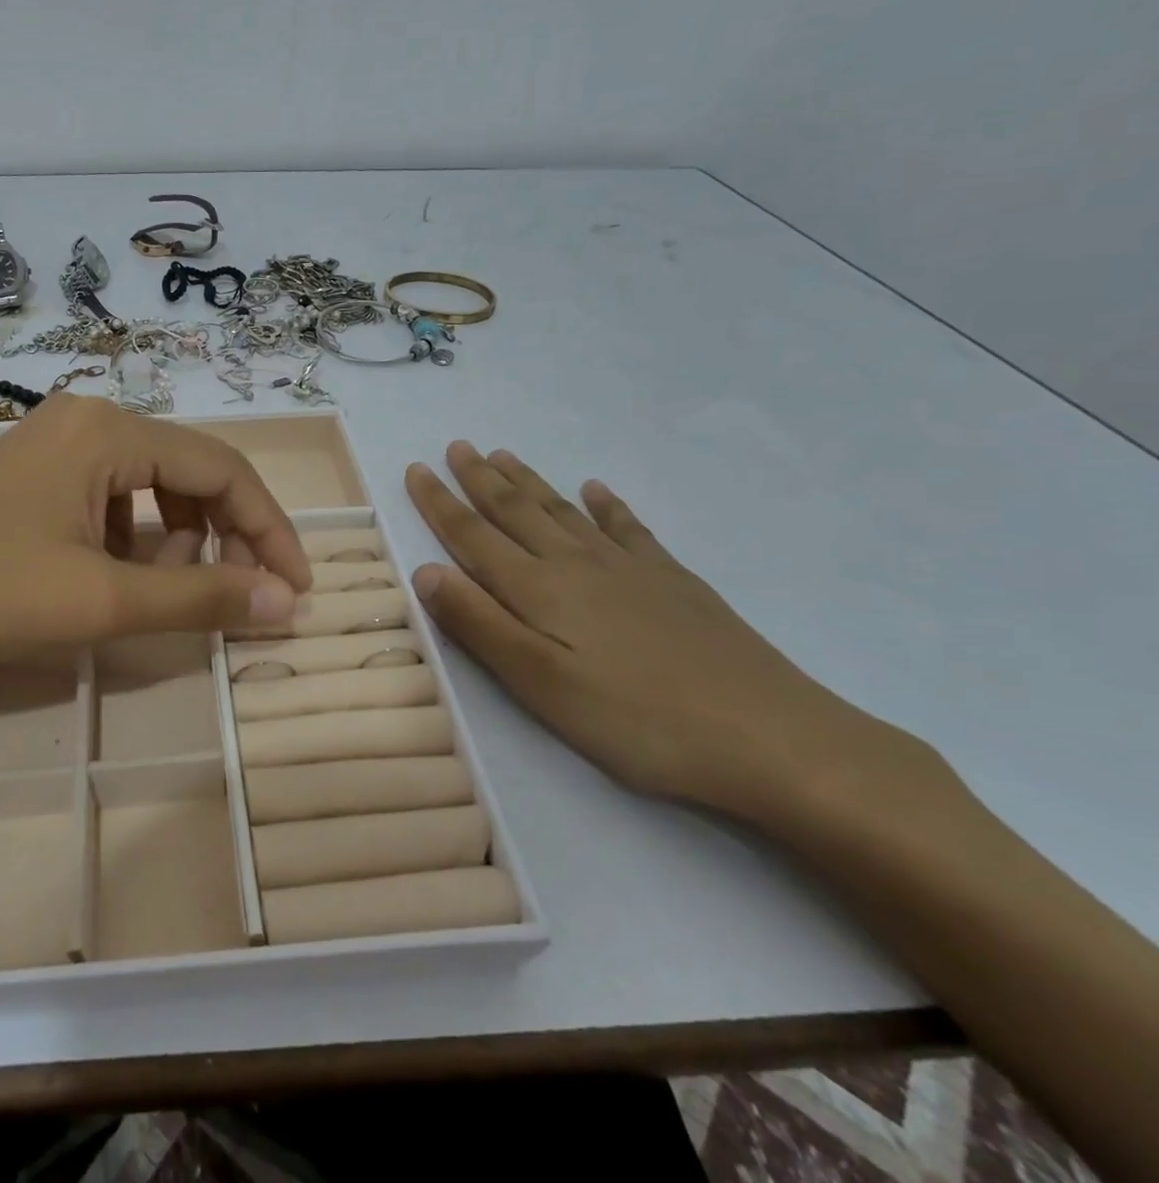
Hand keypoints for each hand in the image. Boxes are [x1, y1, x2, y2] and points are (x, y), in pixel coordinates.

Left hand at [0, 395, 310, 714]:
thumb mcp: (102, 602)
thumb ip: (200, 597)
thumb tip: (285, 602)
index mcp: (109, 429)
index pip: (223, 469)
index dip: (269, 529)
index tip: (294, 587)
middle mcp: (90, 417)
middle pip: (192, 470)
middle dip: (225, 535)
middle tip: (234, 596)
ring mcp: (60, 439)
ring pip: (155, 483)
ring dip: (179, 536)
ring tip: (165, 589)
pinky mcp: (40, 469)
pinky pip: (115, 494)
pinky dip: (137, 535)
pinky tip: (117, 576)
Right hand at [405, 442, 926, 821]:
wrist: (766, 735)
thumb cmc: (636, 720)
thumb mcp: (540, 684)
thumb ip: (480, 625)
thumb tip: (426, 572)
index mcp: (539, 590)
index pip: (474, 536)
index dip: (440, 503)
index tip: (415, 469)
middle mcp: (576, 565)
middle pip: (516, 511)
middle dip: (479, 479)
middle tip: (456, 446)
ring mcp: (629, 568)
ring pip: (563, 511)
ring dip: (529, 482)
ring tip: (503, 455)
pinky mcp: (672, 580)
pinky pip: (628, 528)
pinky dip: (607, 505)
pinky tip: (598, 488)